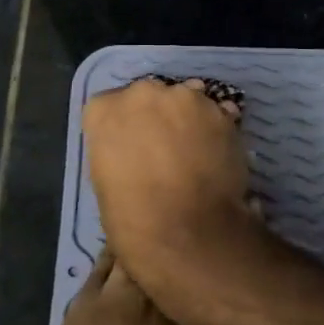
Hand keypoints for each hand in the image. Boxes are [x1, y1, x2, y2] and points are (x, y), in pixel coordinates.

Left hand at [42, 248, 266, 324]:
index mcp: (199, 319)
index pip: (218, 275)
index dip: (226, 263)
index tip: (235, 253)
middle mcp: (161, 295)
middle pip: (177, 254)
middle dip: (189, 243)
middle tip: (199, 237)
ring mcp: (119, 294)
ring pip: (139, 250)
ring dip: (152, 244)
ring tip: (163, 240)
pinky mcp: (86, 300)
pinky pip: (103, 262)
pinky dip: (116, 252)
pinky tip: (125, 251)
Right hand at [81, 78, 251, 292]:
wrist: (184, 231)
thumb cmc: (131, 216)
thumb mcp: (104, 179)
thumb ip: (116, 149)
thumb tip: (135, 149)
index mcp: (104, 110)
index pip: (107, 106)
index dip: (121, 126)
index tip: (130, 146)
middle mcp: (142, 93)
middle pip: (148, 96)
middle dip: (155, 116)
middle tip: (164, 148)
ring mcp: (185, 98)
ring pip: (185, 100)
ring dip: (187, 119)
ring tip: (195, 152)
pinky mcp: (220, 112)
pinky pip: (216, 113)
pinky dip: (215, 128)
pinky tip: (216, 154)